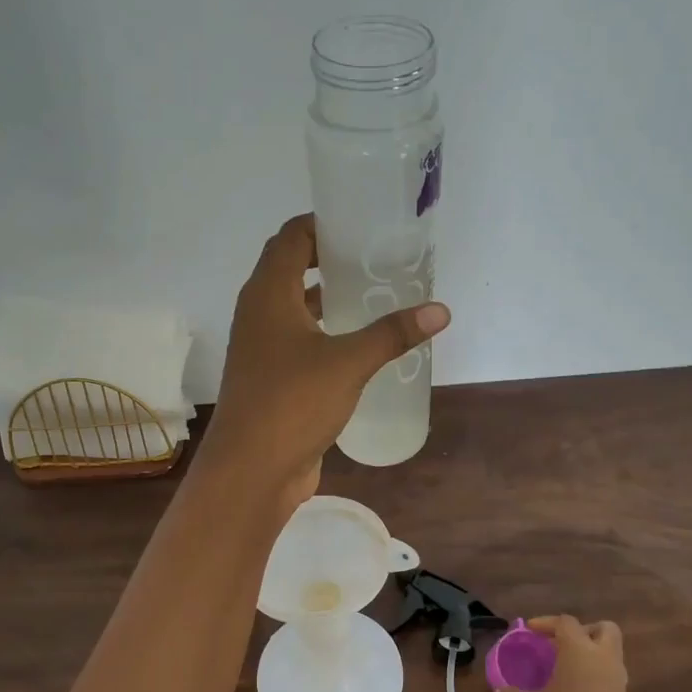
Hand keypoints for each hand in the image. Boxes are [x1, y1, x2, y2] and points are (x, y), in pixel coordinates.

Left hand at [204, 214, 449, 505]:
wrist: (251, 470)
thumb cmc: (292, 403)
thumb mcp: (349, 363)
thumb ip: (393, 334)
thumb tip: (440, 310)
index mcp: (267, 294)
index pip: (291, 237)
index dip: (322, 223)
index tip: (361, 221)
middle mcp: (258, 313)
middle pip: (291, 268)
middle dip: (330, 257)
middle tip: (376, 256)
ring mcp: (262, 348)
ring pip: (295, 307)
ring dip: (328, 296)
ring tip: (374, 293)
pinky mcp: (271, 378)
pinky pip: (299, 340)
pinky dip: (325, 332)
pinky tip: (359, 344)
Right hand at [494, 616, 631, 691]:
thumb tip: (500, 690)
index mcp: (580, 652)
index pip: (566, 622)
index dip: (545, 622)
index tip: (528, 631)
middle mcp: (604, 660)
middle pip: (603, 629)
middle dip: (583, 631)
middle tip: (560, 644)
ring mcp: (618, 682)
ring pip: (610, 654)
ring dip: (590, 654)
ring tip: (564, 669)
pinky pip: (610, 677)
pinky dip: (595, 676)